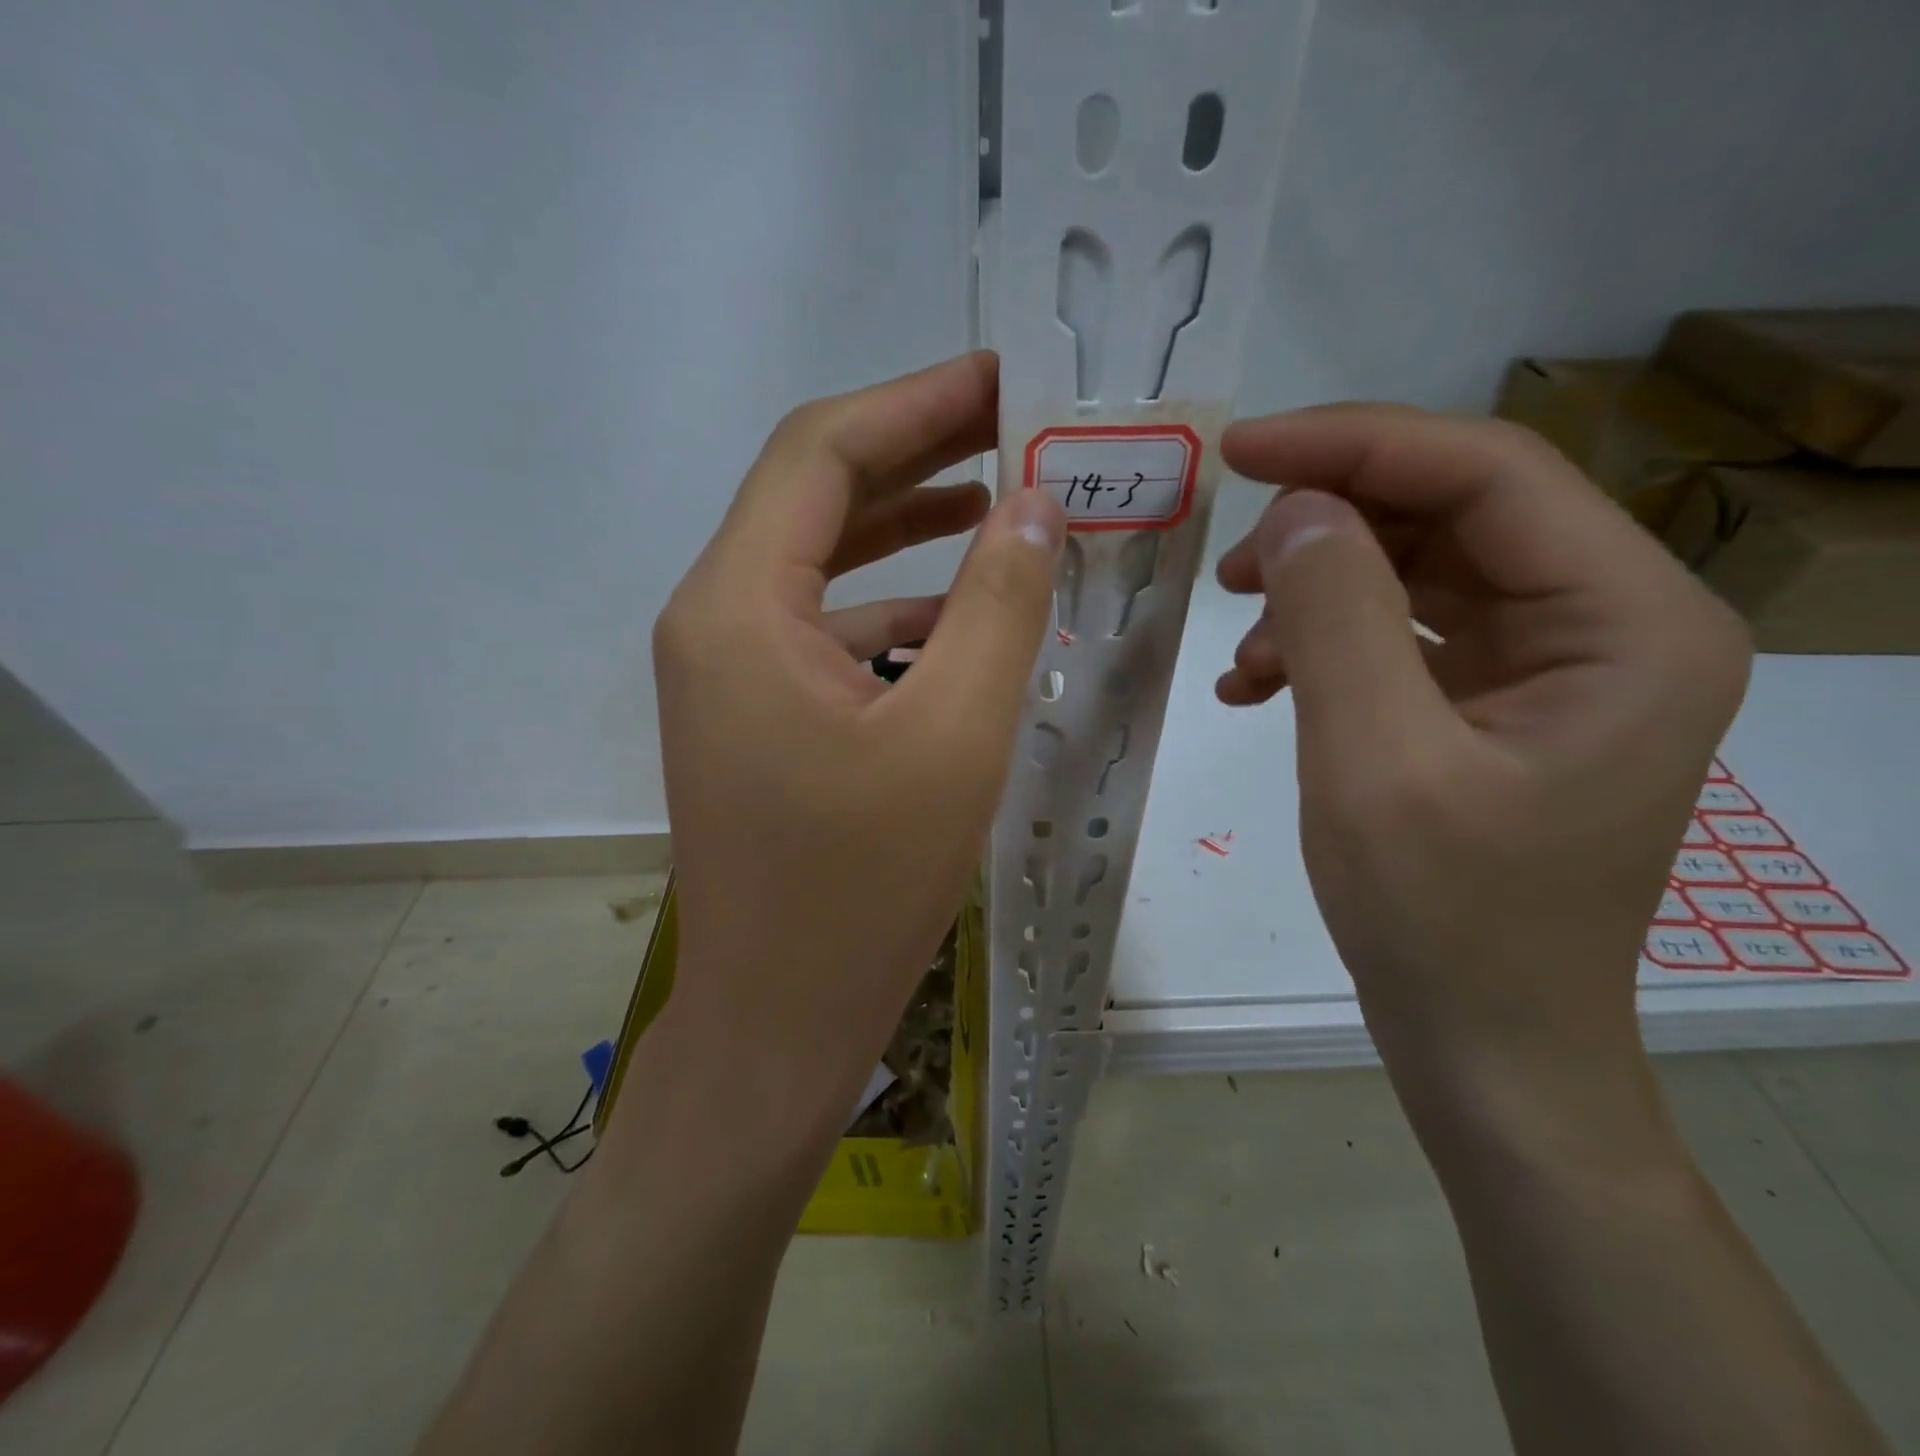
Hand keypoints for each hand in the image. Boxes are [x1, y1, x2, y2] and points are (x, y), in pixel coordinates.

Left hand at [648, 352, 1065, 1125]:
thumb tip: (1034, 504)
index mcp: (739, 607)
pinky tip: (962, 615)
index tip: (1001, 377)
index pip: (820, 454)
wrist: (780, 1016)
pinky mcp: (755, 715)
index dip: (913, 403)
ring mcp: (729, 672)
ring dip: (908, 530)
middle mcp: (714, 621)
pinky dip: (893, 606)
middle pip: (816, 498)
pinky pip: (826, 628)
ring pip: (823, 564)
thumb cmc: (862, 886)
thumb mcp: (954, 735)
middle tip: (1015, 427)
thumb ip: (997, 604)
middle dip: (917, 455)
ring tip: (1002, 503)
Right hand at [1214, 406, 1750, 1133]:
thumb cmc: (1445, 919)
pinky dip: (1324, 646)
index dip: (1355, 445)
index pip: (1488, 473)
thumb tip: (1297, 508)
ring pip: (1417, 572)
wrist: (1483, 1043)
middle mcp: (1609, 624)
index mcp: (1628, 622)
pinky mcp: (1493, 704)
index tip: (1241, 449)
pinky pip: (1402, 635)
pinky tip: (1258, 686)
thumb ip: (1337, 617)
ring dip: (1316, 593)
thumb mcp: (1374, 760)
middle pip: (1452, 515)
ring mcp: (1550, 665)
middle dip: (1328, 528)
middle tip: (1230, 570)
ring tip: (1242, 648)